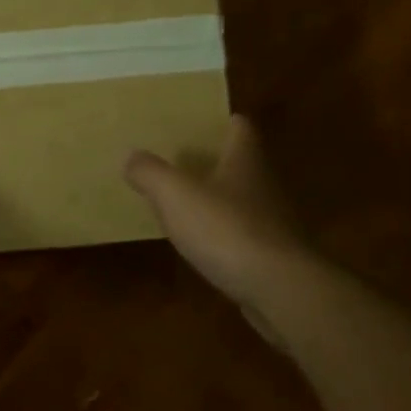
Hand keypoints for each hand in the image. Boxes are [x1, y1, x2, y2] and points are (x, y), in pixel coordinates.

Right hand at [125, 115, 300, 313]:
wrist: (279, 289)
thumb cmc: (226, 229)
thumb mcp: (175, 194)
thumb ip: (150, 172)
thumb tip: (131, 156)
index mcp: (245, 159)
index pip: (240, 126)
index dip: (221, 122)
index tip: (197, 123)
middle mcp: (264, 184)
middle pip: (241, 163)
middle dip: (214, 161)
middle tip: (179, 162)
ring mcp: (274, 222)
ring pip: (243, 200)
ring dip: (219, 200)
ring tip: (184, 204)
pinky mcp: (274, 257)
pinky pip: (244, 236)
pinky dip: (225, 236)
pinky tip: (203, 245)